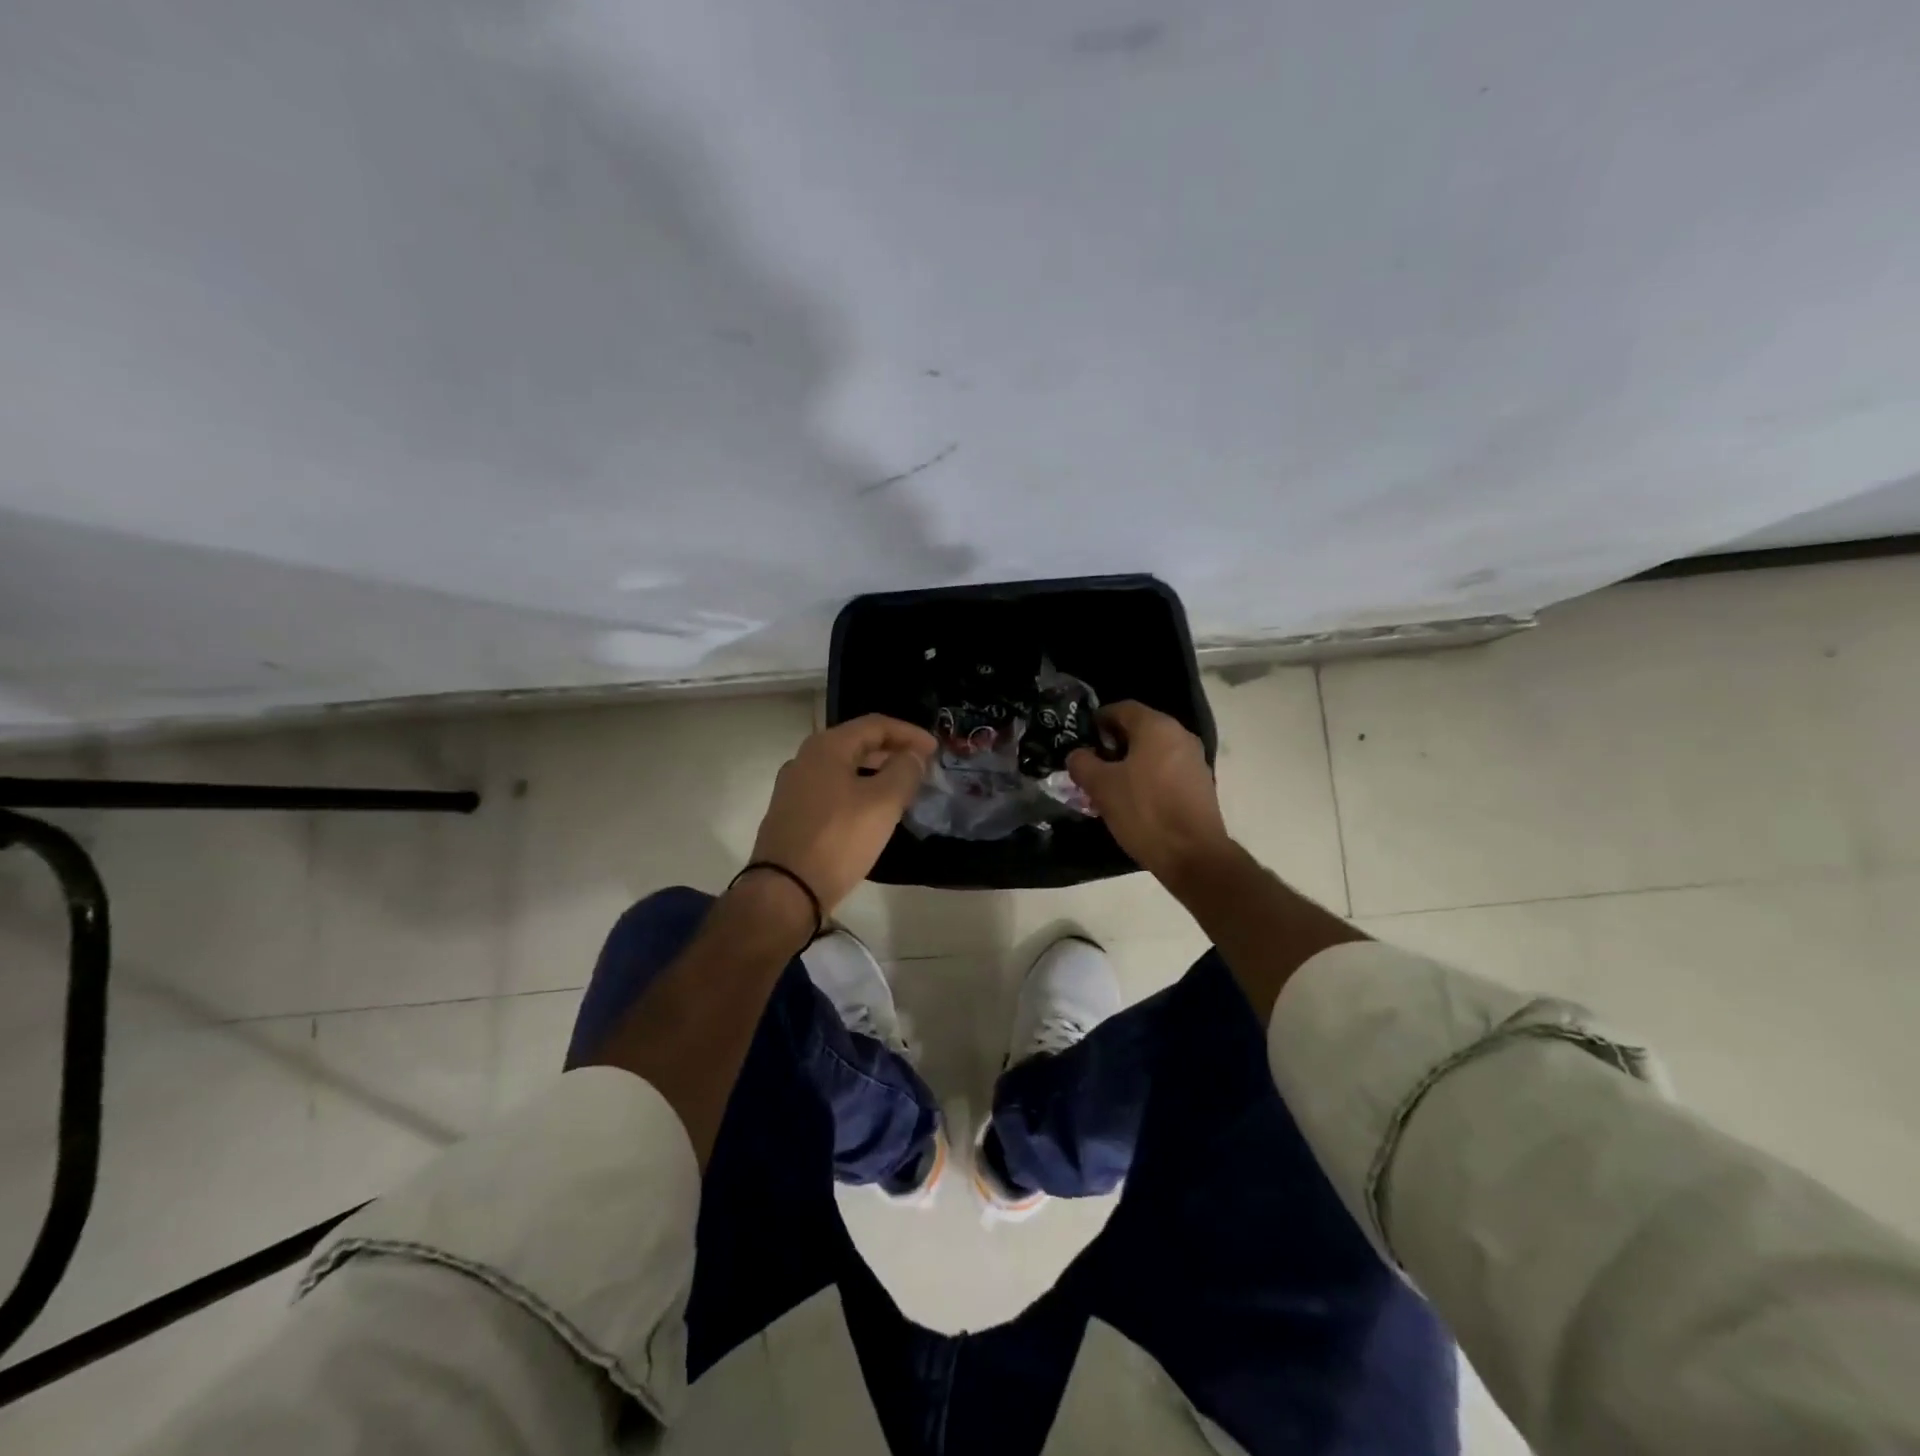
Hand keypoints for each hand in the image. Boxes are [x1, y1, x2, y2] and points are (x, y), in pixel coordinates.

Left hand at [748, 714, 935, 912]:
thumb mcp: (882, 803)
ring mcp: (794, 788)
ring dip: (875, 772)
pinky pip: (832, 790)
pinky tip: (871, 811)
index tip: (935, 749)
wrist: (785, 890)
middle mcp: (805, 759)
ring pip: (844, 768)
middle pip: (857, 743)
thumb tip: (912, 756)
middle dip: (892, 751)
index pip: (875, 724)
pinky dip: (857, 790)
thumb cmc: (838, 839)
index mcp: (826, 747)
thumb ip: (904, 771)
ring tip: (902, 788)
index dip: (909, 733)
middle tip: (921, 766)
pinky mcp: (791, 814)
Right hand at [1067, 701, 1231, 886]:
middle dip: (1113, 744)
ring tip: (1109, 786)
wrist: (1193, 854)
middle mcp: (1180, 735)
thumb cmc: (1144, 811)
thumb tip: (1078, 755)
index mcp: (1156, 727)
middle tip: (1092, 765)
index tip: (1082, 739)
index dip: (1098, 720)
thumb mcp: (1101, 787)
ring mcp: (1194, 760)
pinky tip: (1134, 801)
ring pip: (1153, 751)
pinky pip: (1167, 770)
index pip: (1121, 708)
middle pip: (1139, 729)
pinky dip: (1148, 777)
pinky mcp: (1200, 784)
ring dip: (1130, 763)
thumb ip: (1082, 763)